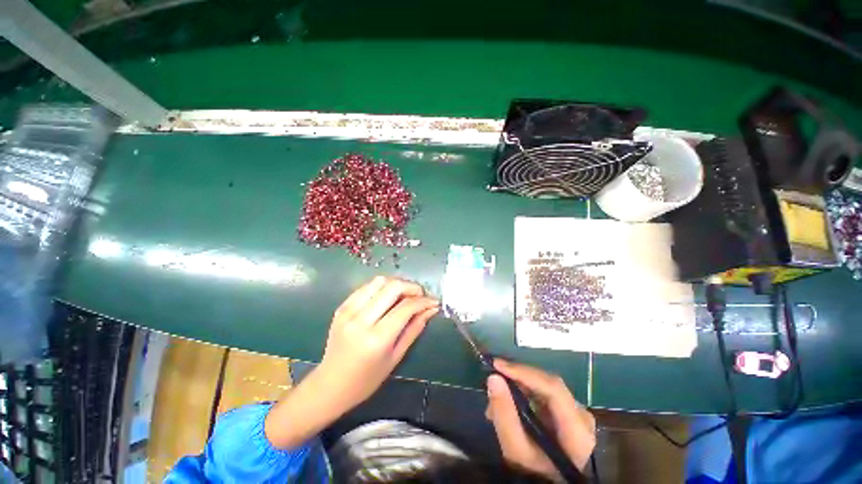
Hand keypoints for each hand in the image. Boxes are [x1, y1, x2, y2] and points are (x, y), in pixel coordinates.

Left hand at [266, 277, 437, 447]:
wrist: (330, 384)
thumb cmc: (367, 379)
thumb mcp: (396, 357)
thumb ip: (415, 329)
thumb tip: (431, 309)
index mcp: (377, 338)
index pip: (406, 307)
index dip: (423, 301)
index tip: (433, 301)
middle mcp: (361, 320)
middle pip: (392, 287)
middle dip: (412, 287)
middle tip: (420, 295)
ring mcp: (348, 311)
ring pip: (379, 281)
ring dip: (396, 284)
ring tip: (405, 295)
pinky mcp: (342, 307)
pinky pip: (366, 287)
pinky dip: (381, 287)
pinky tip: (387, 297)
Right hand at [486, 359, 595, 480]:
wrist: (547, 483)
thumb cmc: (534, 472)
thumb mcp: (515, 449)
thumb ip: (504, 414)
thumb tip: (493, 377)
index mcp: (577, 429)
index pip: (553, 388)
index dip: (524, 373)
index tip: (498, 365)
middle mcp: (581, 414)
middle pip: (547, 383)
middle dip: (517, 379)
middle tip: (492, 381)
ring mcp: (575, 411)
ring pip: (542, 385)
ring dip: (516, 386)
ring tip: (495, 402)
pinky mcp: (567, 410)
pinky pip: (542, 391)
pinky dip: (522, 393)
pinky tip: (507, 403)